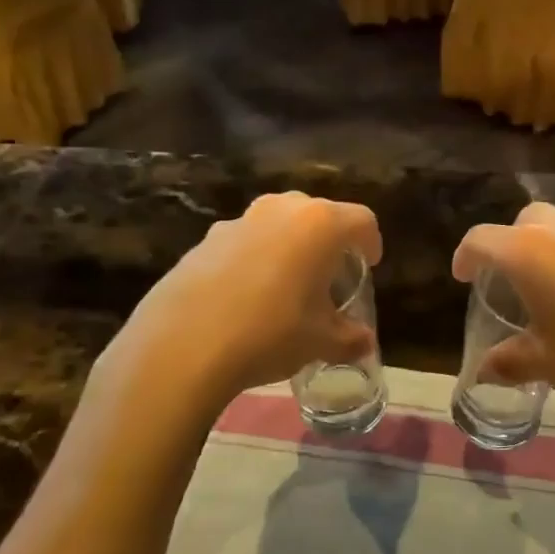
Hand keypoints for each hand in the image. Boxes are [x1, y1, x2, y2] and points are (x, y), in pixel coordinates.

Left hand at [99, 192, 381, 413]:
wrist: (183, 344)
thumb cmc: (270, 333)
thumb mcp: (320, 341)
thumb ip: (349, 338)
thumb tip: (364, 343)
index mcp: (320, 224)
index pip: (362, 220)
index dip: (371, 242)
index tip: (368, 265)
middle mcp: (282, 209)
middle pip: (319, 214)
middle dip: (330, 240)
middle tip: (330, 274)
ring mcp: (241, 219)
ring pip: (279, 222)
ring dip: (291, 244)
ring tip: (288, 283)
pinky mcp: (207, 237)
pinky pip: (246, 239)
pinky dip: (256, 256)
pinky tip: (246, 294)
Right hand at [452, 202, 554, 434]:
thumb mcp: (547, 363)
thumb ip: (511, 362)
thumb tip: (485, 371)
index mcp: (528, 252)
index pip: (482, 239)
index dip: (465, 256)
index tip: (462, 277)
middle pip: (526, 220)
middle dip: (510, 242)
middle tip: (508, 279)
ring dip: (548, 249)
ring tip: (549, 291)